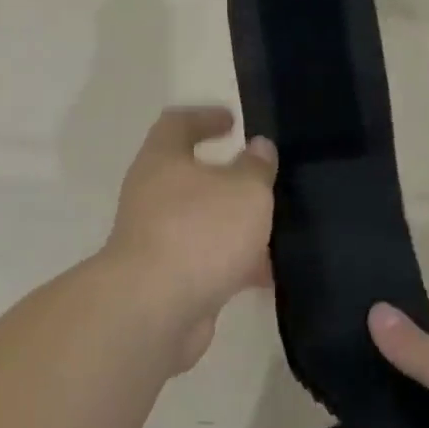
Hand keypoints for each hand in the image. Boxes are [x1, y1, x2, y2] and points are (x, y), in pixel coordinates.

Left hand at [105, 106, 276, 372]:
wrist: (155, 309)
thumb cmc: (200, 232)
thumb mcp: (245, 190)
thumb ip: (256, 167)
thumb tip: (258, 148)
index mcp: (162, 161)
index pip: (177, 124)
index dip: (205, 117)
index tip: (233, 121)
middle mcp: (152, 196)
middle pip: (190, 177)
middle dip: (228, 179)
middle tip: (264, 180)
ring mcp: (157, 240)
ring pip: (202, 223)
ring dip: (234, 225)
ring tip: (276, 230)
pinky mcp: (167, 280)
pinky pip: (207, 262)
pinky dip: (234, 264)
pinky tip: (267, 275)